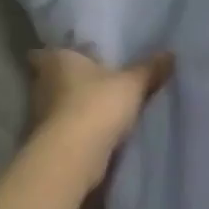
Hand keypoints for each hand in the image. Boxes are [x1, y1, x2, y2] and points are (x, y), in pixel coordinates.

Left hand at [26, 46, 174, 185]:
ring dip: (71, 108)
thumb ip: (149, 69)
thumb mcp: (132, 84)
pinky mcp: (46, 142)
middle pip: (49, 79)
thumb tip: (170, 54)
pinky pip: (61, 130)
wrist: (74, 156)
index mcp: (56, 60)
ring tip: (97, 108)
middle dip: (66, 81)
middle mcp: (41, 84)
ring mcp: (39, 116)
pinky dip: (74, 131)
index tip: (71, 57)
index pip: (42, 52)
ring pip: (54, 106)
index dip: (56, 55)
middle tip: (91, 81)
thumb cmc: (97, 105)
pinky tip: (94, 134)